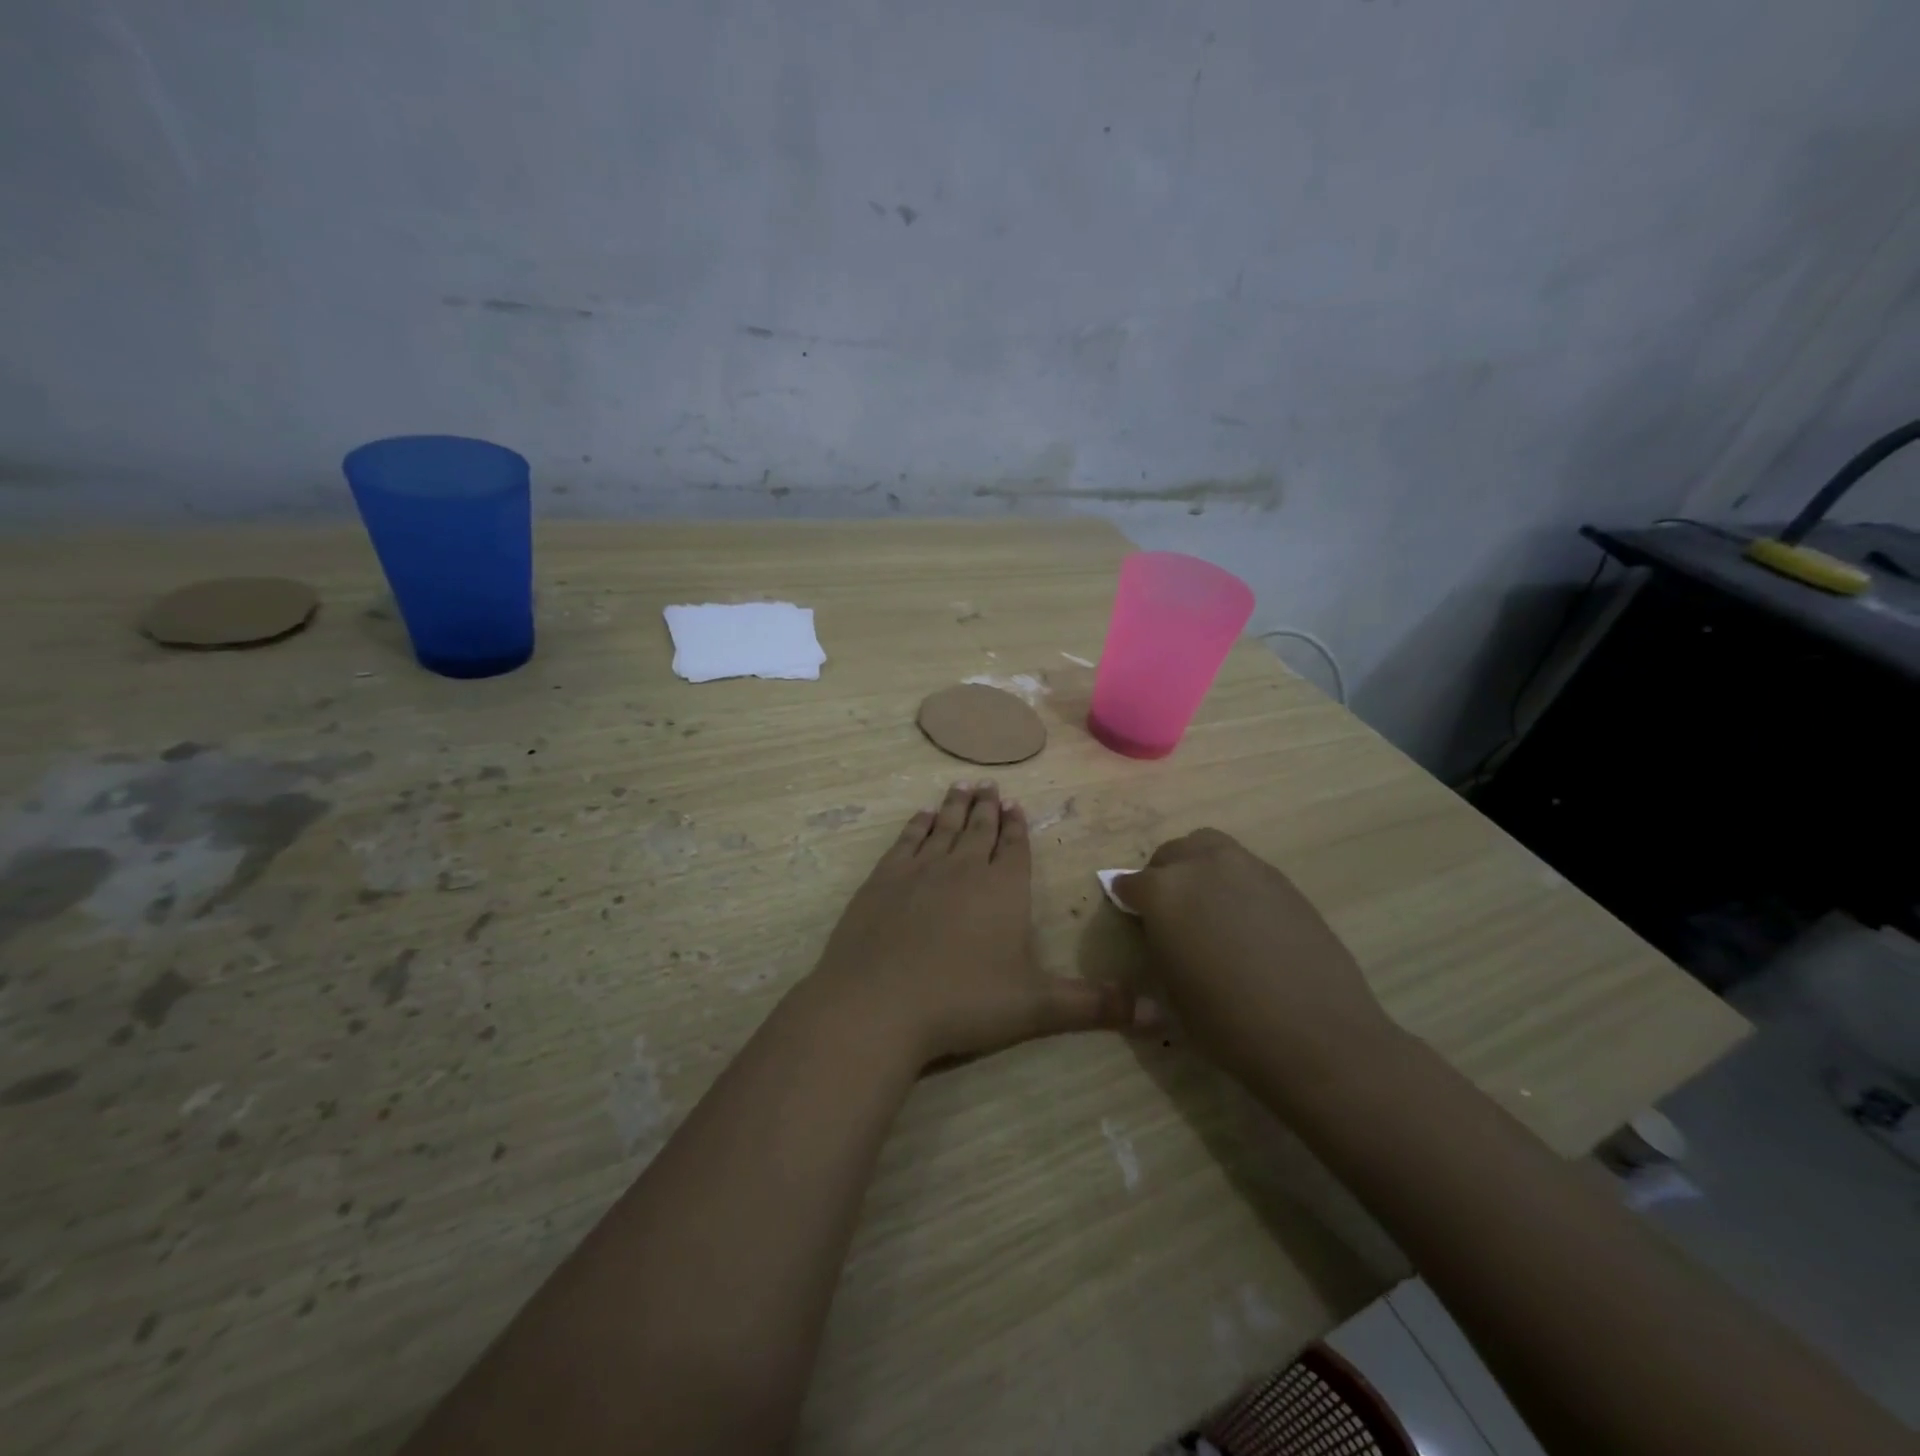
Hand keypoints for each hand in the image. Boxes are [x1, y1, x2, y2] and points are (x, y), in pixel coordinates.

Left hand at [805, 782, 1134, 1067]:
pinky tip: (920, 816)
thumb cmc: (963, 1001)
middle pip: (979, 830)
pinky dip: (916, 825)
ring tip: (962, 787)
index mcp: (1003, 889)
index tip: (1016, 805)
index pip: (1015, 848)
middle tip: (990, 785)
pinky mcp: (883, 879)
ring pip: (943, 828)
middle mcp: (964, 868)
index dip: (1017, 827)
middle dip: (988, 808)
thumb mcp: (1036, 1008)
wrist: (878, 1002)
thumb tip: (1159, 1016)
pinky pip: (906, 841)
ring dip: (954, 807)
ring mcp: (920, 870)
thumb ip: (1094, 1006)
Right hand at [1115, 829, 1397, 1086]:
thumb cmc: (1228, 1023)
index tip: (1132, 917)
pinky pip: (1244, 868)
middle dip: (1162, 876)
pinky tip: (1245, 921)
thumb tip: (1160, 929)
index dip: (1128, 901)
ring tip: (1208, 906)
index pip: (1130, 882)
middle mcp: (1201, 865)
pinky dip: (1234, 882)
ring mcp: (1247, 867)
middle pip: (1171, 854)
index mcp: (1163, 891)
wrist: (1317, 1034)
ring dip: (1199, 867)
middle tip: (1169, 912)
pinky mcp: (1283, 881)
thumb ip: (1159, 944)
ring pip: (1209, 848)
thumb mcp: (1171, 989)